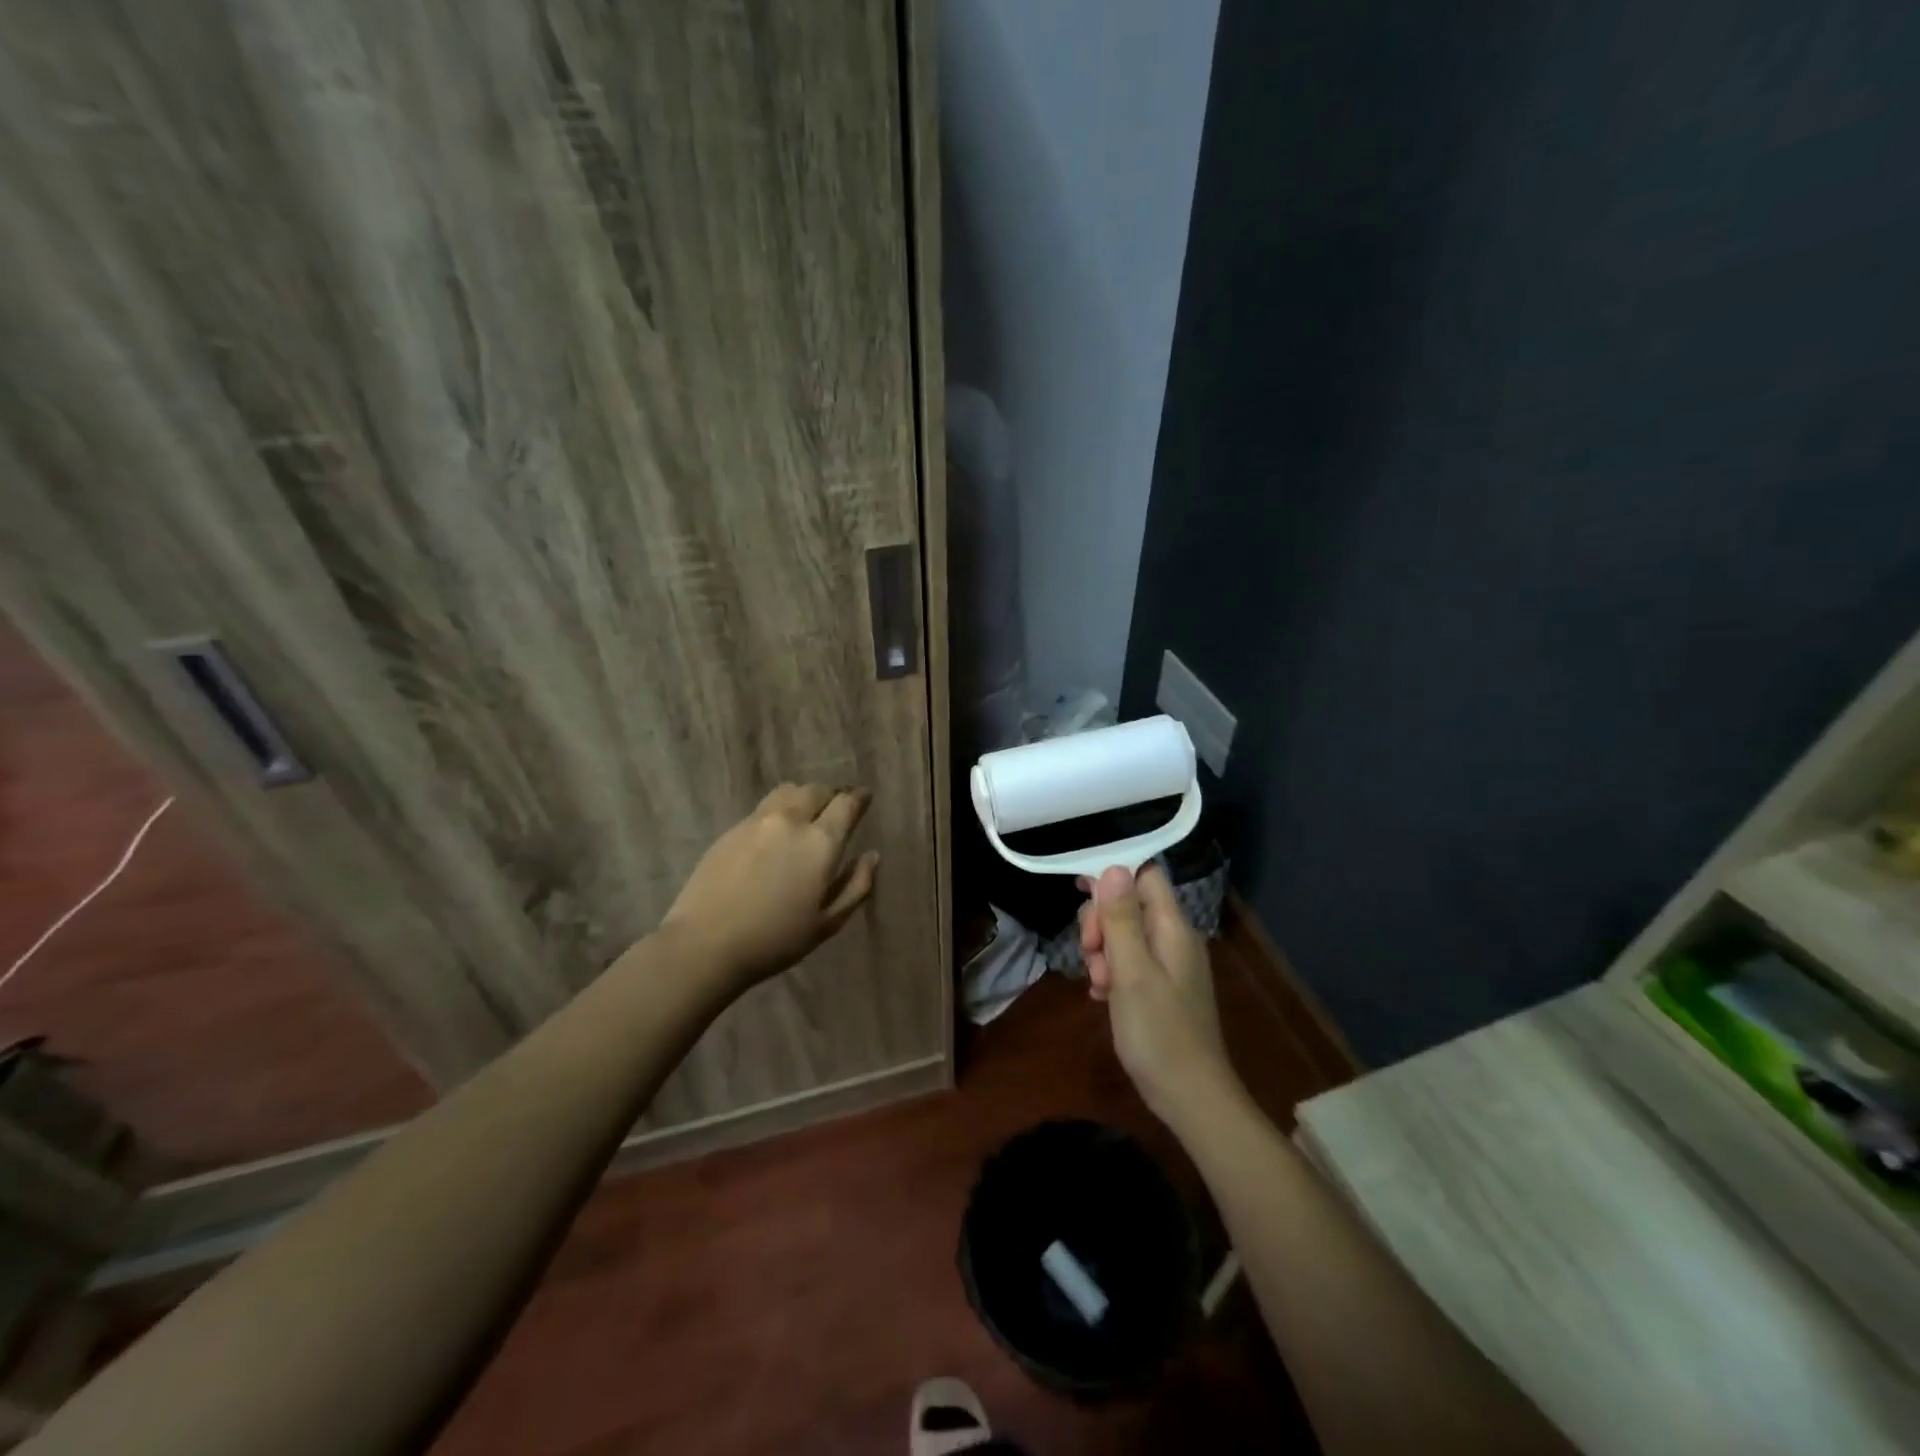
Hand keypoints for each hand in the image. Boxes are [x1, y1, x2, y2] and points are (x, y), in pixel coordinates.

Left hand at [663, 784, 879, 992]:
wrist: (705, 944)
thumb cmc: (775, 940)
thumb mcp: (828, 923)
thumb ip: (856, 885)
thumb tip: (872, 856)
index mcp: (821, 842)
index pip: (847, 803)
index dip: (859, 798)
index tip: (865, 798)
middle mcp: (791, 820)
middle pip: (817, 790)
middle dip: (832, 795)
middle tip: (837, 808)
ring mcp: (757, 821)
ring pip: (789, 791)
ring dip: (805, 797)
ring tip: (807, 814)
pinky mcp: (732, 829)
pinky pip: (764, 807)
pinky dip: (779, 810)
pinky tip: (776, 833)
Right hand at [1080, 865, 1241, 1130]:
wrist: (1191, 1097)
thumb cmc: (1159, 1032)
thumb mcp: (1131, 972)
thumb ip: (1121, 919)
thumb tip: (1114, 867)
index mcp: (1172, 928)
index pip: (1145, 876)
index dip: (1112, 877)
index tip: (1080, 893)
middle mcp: (1174, 939)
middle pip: (1129, 905)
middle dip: (1101, 922)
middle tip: (1090, 953)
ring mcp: (1169, 966)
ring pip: (1125, 935)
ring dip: (1103, 952)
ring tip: (1098, 983)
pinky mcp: (1161, 989)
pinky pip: (1129, 963)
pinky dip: (1112, 973)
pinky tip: (1101, 996)